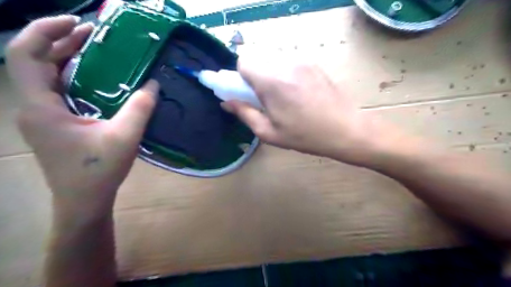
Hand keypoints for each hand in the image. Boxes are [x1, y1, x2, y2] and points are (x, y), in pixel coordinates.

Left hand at [6, 15, 158, 216]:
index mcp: (41, 108)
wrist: (84, 201)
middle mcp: (33, 108)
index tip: (77, 23)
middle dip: (60, 42)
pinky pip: (57, 92)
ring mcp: (42, 118)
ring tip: (93, 49)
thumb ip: (140, 108)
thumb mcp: (124, 137)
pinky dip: (72, 78)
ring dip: (66, 59)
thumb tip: (153, 83)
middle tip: (92, 34)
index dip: (46, 32)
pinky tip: (94, 79)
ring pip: (45, 77)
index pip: (25, 56)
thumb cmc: (98, 171)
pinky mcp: (53, 125)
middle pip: (34, 62)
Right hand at [223, 59, 387, 165]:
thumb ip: (244, 113)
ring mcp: (302, 61)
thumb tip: (227, 102)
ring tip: (284, 98)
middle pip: (258, 59)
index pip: (243, 61)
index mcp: (271, 81)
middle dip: (255, 76)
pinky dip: (285, 74)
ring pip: (274, 60)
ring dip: (270, 75)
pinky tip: (298, 94)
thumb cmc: (304, 136)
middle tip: (265, 99)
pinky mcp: (314, 64)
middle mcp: (285, 63)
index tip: (246, 93)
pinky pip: (290, 63)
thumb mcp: (269, 132)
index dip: (240, 77)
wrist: (345, 130)